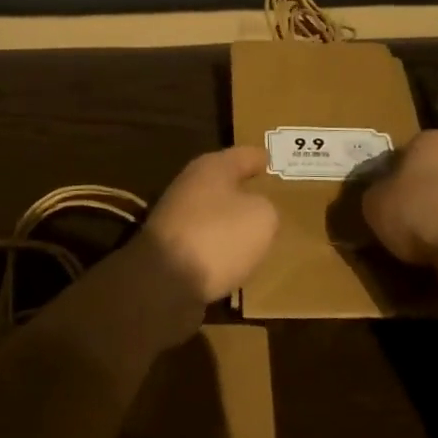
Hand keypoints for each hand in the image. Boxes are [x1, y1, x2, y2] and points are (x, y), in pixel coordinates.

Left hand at [138, 145, 278, 303]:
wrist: (164, 282)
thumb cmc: (218, 237)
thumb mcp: (262, 218)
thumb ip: (267, 208)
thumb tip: (257, 211)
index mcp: (212, 167)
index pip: (244, 155)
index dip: (260, 157)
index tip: (273, 159)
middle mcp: (190, 184)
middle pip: (224, 182)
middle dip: (244, 188)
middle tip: (269, 195)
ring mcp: (176, 216)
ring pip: (213, 211)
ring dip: (230, 218)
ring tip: (255, 229)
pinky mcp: (169, 246)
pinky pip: (204, 239)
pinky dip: (218, 244)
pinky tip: (233, 256)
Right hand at [362, 130, 437, 267]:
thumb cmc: (419, 213)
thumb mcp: (374, 204)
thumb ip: (373, 194)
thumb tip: (379, 196)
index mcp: (431, 139)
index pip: (402, 153)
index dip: (389, 178)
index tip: (382, 200)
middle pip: (431, 173)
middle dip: (418, 194)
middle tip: (401, 220)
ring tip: (423, 243)